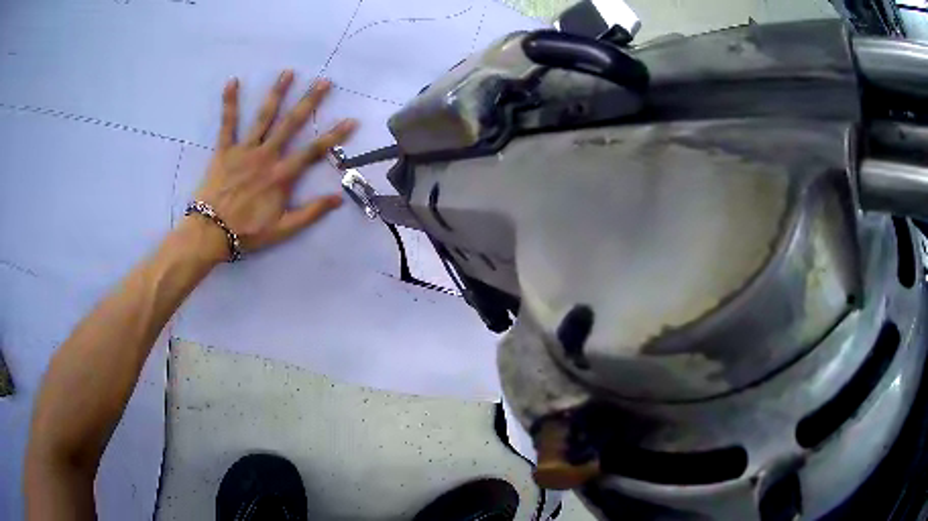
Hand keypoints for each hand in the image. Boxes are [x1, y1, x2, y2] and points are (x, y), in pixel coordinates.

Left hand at [191, 70, 356, 259]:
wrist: (210, 233)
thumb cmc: (247, 232)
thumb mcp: (283, 230)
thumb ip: (311, 213)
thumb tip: (339, 198)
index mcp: (282, 175)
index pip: (314, 151)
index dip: (335, 135)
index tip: (351, 119)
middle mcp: (266, 156)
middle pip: (291, 124)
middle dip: (309, 102)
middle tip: (324, 81)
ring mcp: (244, 150)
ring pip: (264, 117)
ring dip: (277, 94)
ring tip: (288, 73)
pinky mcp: (224, 150)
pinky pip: (228, 123)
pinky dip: (229, 103)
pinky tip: (232, 81)